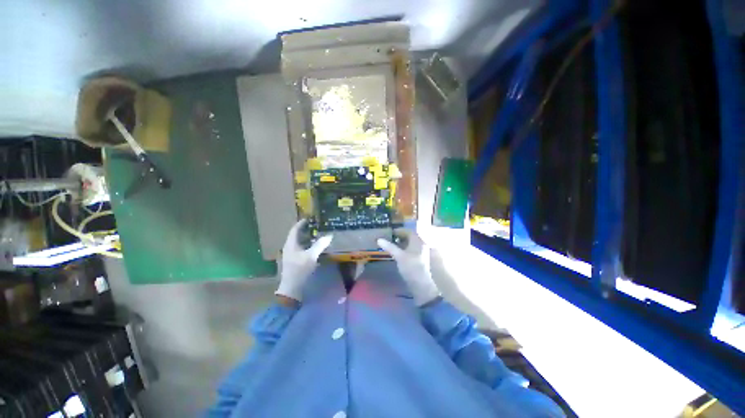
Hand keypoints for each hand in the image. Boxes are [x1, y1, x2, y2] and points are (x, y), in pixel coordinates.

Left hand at [275, 220, 332, 301]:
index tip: (309, 218)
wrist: (292, 288)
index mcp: (291, 244)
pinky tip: (316, 248)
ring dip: (308, 238)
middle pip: (297, 236)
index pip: (294, 230)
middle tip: (317, 226)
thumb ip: (320, 245)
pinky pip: (301, 249)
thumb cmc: (300, 270)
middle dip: (306, 230)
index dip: (301, 223)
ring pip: (300, 243)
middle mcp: (289, 248)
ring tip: (318, 235)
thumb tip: (329, 236)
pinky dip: (308, 246)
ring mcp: (291, 255)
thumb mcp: (311, 256)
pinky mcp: (294, 261)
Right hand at [377, 230, 439, 305]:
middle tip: (388, 238)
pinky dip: (403, 249)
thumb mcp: (399, 256)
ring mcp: (420, 252)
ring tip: (390, 245)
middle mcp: (420, 244)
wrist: (422, 285)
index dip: (399, 231)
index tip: (389, 232)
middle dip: (399, 237)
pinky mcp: (418, 259)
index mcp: (418, 240)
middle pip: (409, 237)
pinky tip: (396, 253)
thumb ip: (389, 247)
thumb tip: (378, 239)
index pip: (408, 231)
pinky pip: (410, 250)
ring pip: (409, 244)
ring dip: (401, 243)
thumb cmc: (411, 267)